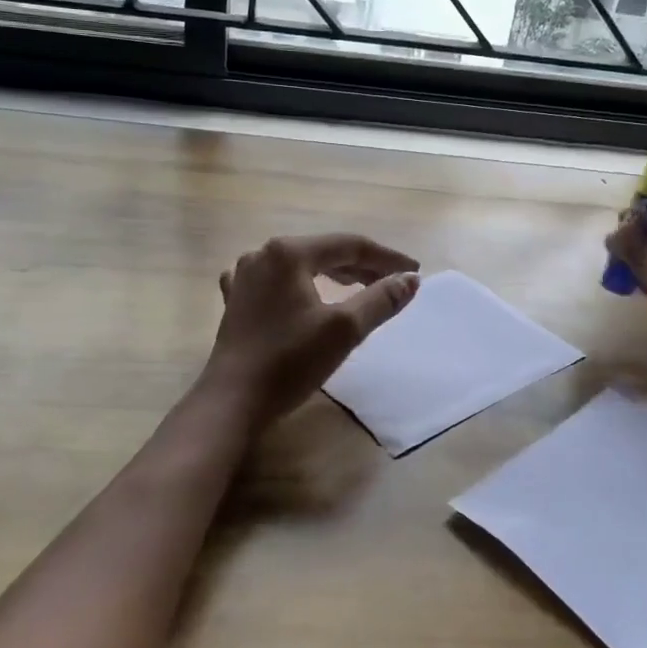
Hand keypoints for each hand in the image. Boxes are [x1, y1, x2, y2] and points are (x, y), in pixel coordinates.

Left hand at [201, 233, 420, 431]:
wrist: (232, 402)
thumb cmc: (290, 361)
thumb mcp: (345, 329)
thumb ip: (381, 299)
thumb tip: (410, 280)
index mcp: (289, 252)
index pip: (350, 245)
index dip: (386, 258)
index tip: (414, 273)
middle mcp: (263, 255)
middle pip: (324, 252)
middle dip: (362, 267)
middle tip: (392, 284)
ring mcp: (244, 278)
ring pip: (301, 267)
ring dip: (333, 275)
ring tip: (358, 288)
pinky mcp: (236, 302)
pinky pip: (276, 283)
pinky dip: (300, 287)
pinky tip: (301, 293)